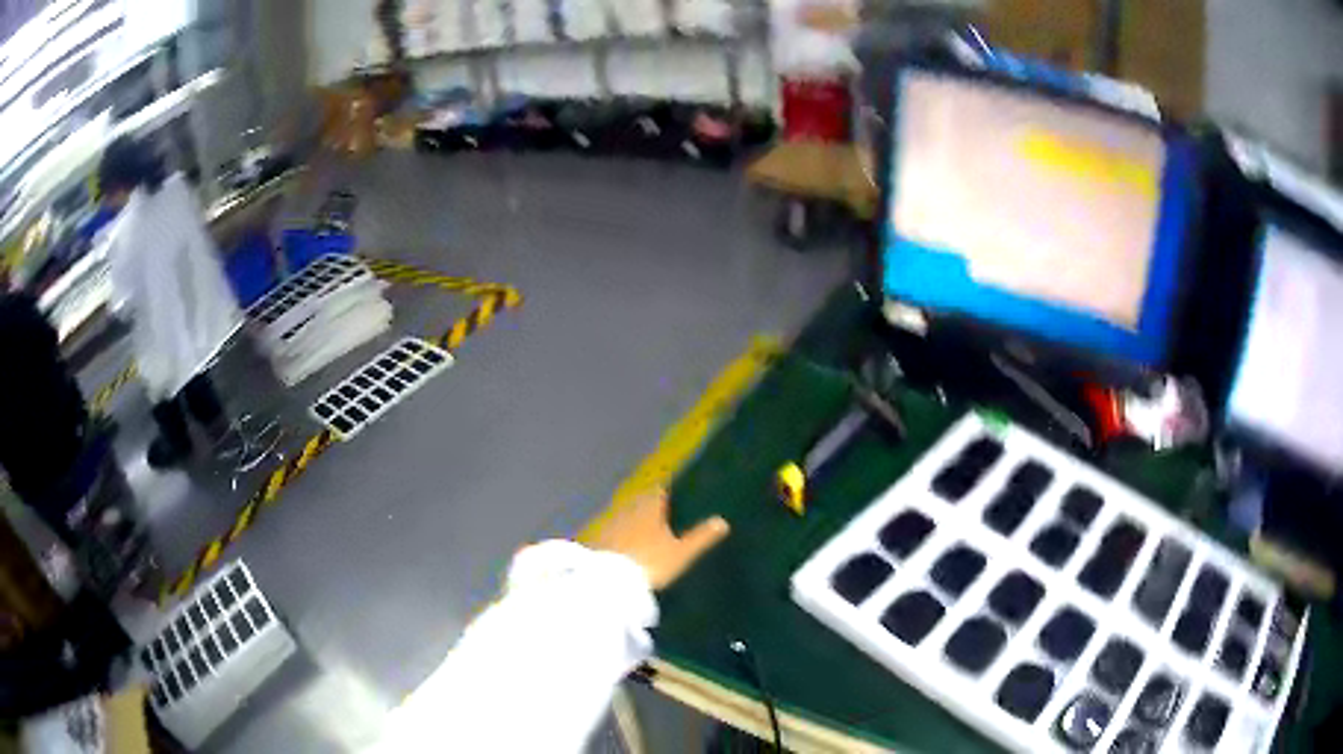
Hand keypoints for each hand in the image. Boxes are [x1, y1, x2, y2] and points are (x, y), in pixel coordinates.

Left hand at [593, 489, 729, 589]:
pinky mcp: (596, 541)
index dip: (666, 494)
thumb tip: (722, 521)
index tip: (673, 498)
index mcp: (649, 507)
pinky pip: (612, 534)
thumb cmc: (650, 563)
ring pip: (625, 517)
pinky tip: (624, 550)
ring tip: (644, 535)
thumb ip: (700, 537)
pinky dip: (619, 538)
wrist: (609, 582)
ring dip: (633, 523)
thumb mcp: (681, 553)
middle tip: (661, 517)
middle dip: (649, 508)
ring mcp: (609, 525)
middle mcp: (627, 509)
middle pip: (640, 503)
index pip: (658, 492)